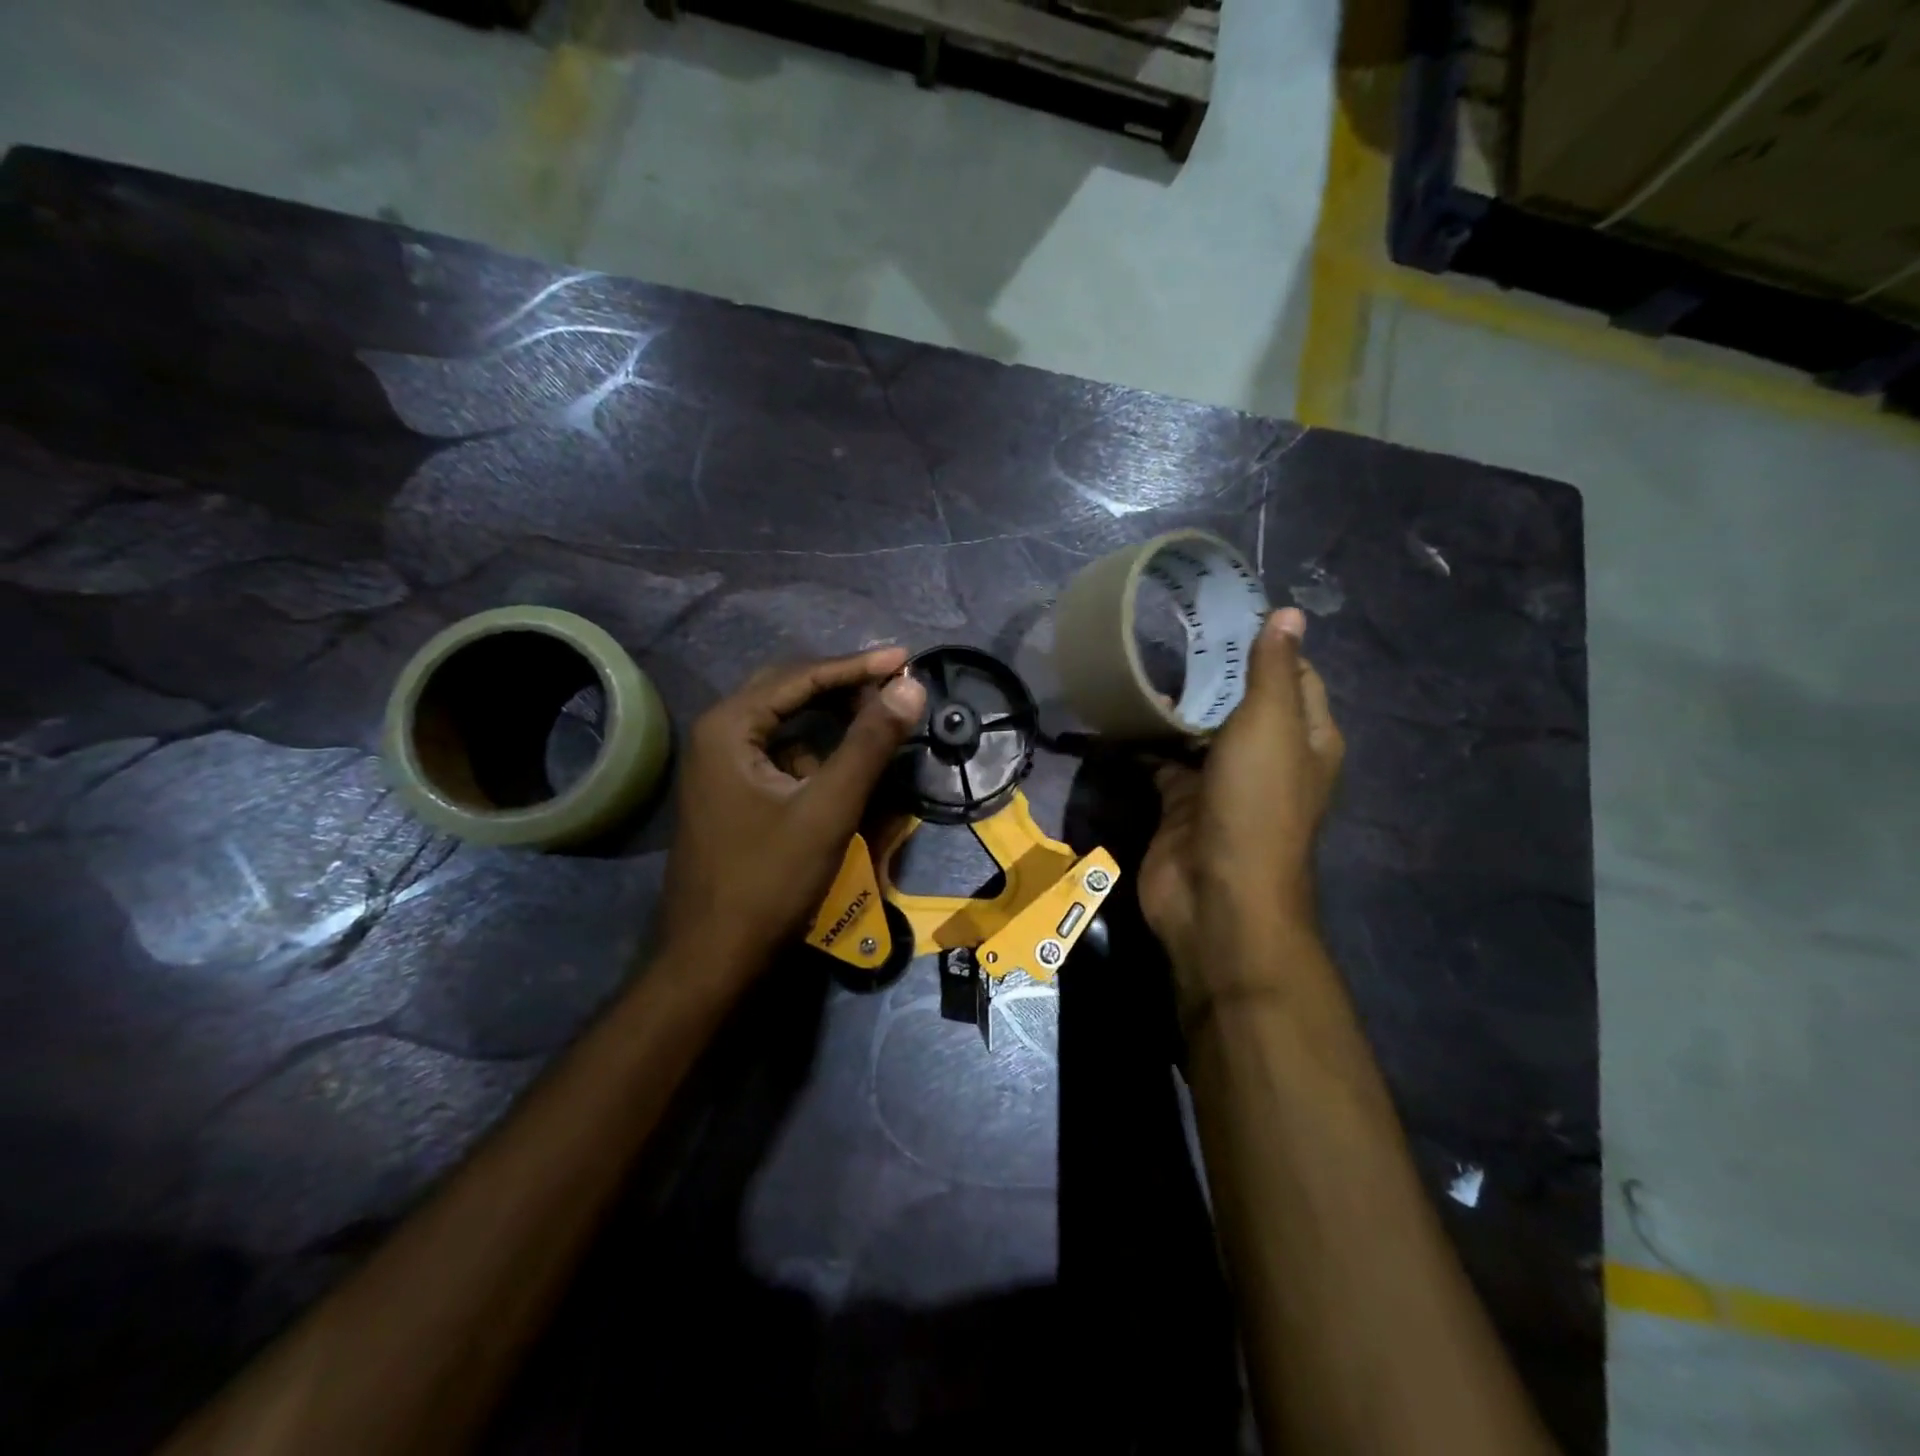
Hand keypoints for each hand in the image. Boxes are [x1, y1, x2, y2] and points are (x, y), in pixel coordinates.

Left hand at [657, 647, 926, 984]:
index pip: (801, 676)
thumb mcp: (827, 809)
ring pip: (785, 723)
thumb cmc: (768, 881)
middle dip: (843, 686)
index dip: (858, 666)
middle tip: (896, 685)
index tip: (907, 659)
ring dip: (831, 719)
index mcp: (729, 727)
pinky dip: (816, 752)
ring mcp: (720, 766)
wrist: (713, 959)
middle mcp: (718, 735)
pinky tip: (844, 765)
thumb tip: (910, 687)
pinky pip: (780, 755)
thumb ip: (869, 744)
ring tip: (878, 717)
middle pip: (788, 690)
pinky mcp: (732, 793)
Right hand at [1139, 608, 1342, 995]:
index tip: (1220, 610)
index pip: (1291, 674)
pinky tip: (1117, 711)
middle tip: (1167, 629)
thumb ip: (1273, 670)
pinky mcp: (1180, 802)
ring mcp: (1221, 781)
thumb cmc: (1255, 804)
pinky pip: (1162, 760)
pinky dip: (1144, 740)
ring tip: (1139, 659)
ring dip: (1175, 703)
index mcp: (1306, 737)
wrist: (1215, 896)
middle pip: (1239, 700)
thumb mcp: (1270, 726)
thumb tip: (1290, 613)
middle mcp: (1267, 756)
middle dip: (1210, 669)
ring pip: (1198, 730)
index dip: (1263, 642)